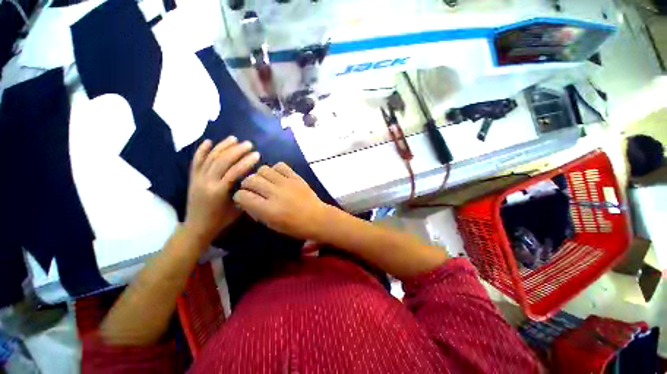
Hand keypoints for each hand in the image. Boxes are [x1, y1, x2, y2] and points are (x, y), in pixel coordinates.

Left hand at [184, 137, 259, 243]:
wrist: (197, 227)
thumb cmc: (220, 220)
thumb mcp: (237, 209)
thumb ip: (244, 192)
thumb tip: (251, 179)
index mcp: (219, 191)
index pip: (234, 171)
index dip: (246, 162)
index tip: (257, 154)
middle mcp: (206, 182)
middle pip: (222, 161)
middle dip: (236, 150)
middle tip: (248, 144)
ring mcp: (197, 178)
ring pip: (210, 158)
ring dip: (222, 146)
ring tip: (234, 139)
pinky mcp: (192, 178)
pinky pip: (196, 161)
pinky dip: (201, 150)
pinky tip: (208, 141)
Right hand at [233, 163, 331, 240]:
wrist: (317, 218)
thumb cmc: (295, 226)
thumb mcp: (272, 224)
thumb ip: (256, 211)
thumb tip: (246, 200)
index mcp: (268, 209)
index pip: (242, 196)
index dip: (240, 197)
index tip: (243, 199)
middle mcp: (275, 193)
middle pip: (250, 180)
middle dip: (247, 184)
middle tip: (252, 189)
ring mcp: (287, 183)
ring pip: (263, 169)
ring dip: (260, 175)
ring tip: (265, 182)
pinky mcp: (296, 177)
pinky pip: (280, 165)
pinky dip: (275, 169)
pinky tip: (277, 176)